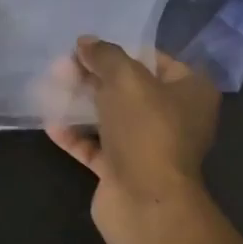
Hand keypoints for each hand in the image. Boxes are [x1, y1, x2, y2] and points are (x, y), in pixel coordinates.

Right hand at [45, 36, 219, 215]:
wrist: (145, 202)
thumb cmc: (147, 130)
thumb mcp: (126, 78)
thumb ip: (105, 55)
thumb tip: (85, 42)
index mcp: (191, 91)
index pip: (156, 60)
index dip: (121, 51)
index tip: (89, 47)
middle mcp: (176, 118)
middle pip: (130, 88)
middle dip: (95, 77)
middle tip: (61, 66)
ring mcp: (150, 147)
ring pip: (112, 118)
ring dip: (82, 105)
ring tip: (51, 88)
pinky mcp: (125, 170)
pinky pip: (97, 147)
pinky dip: (76, 136)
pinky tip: (51, 124)